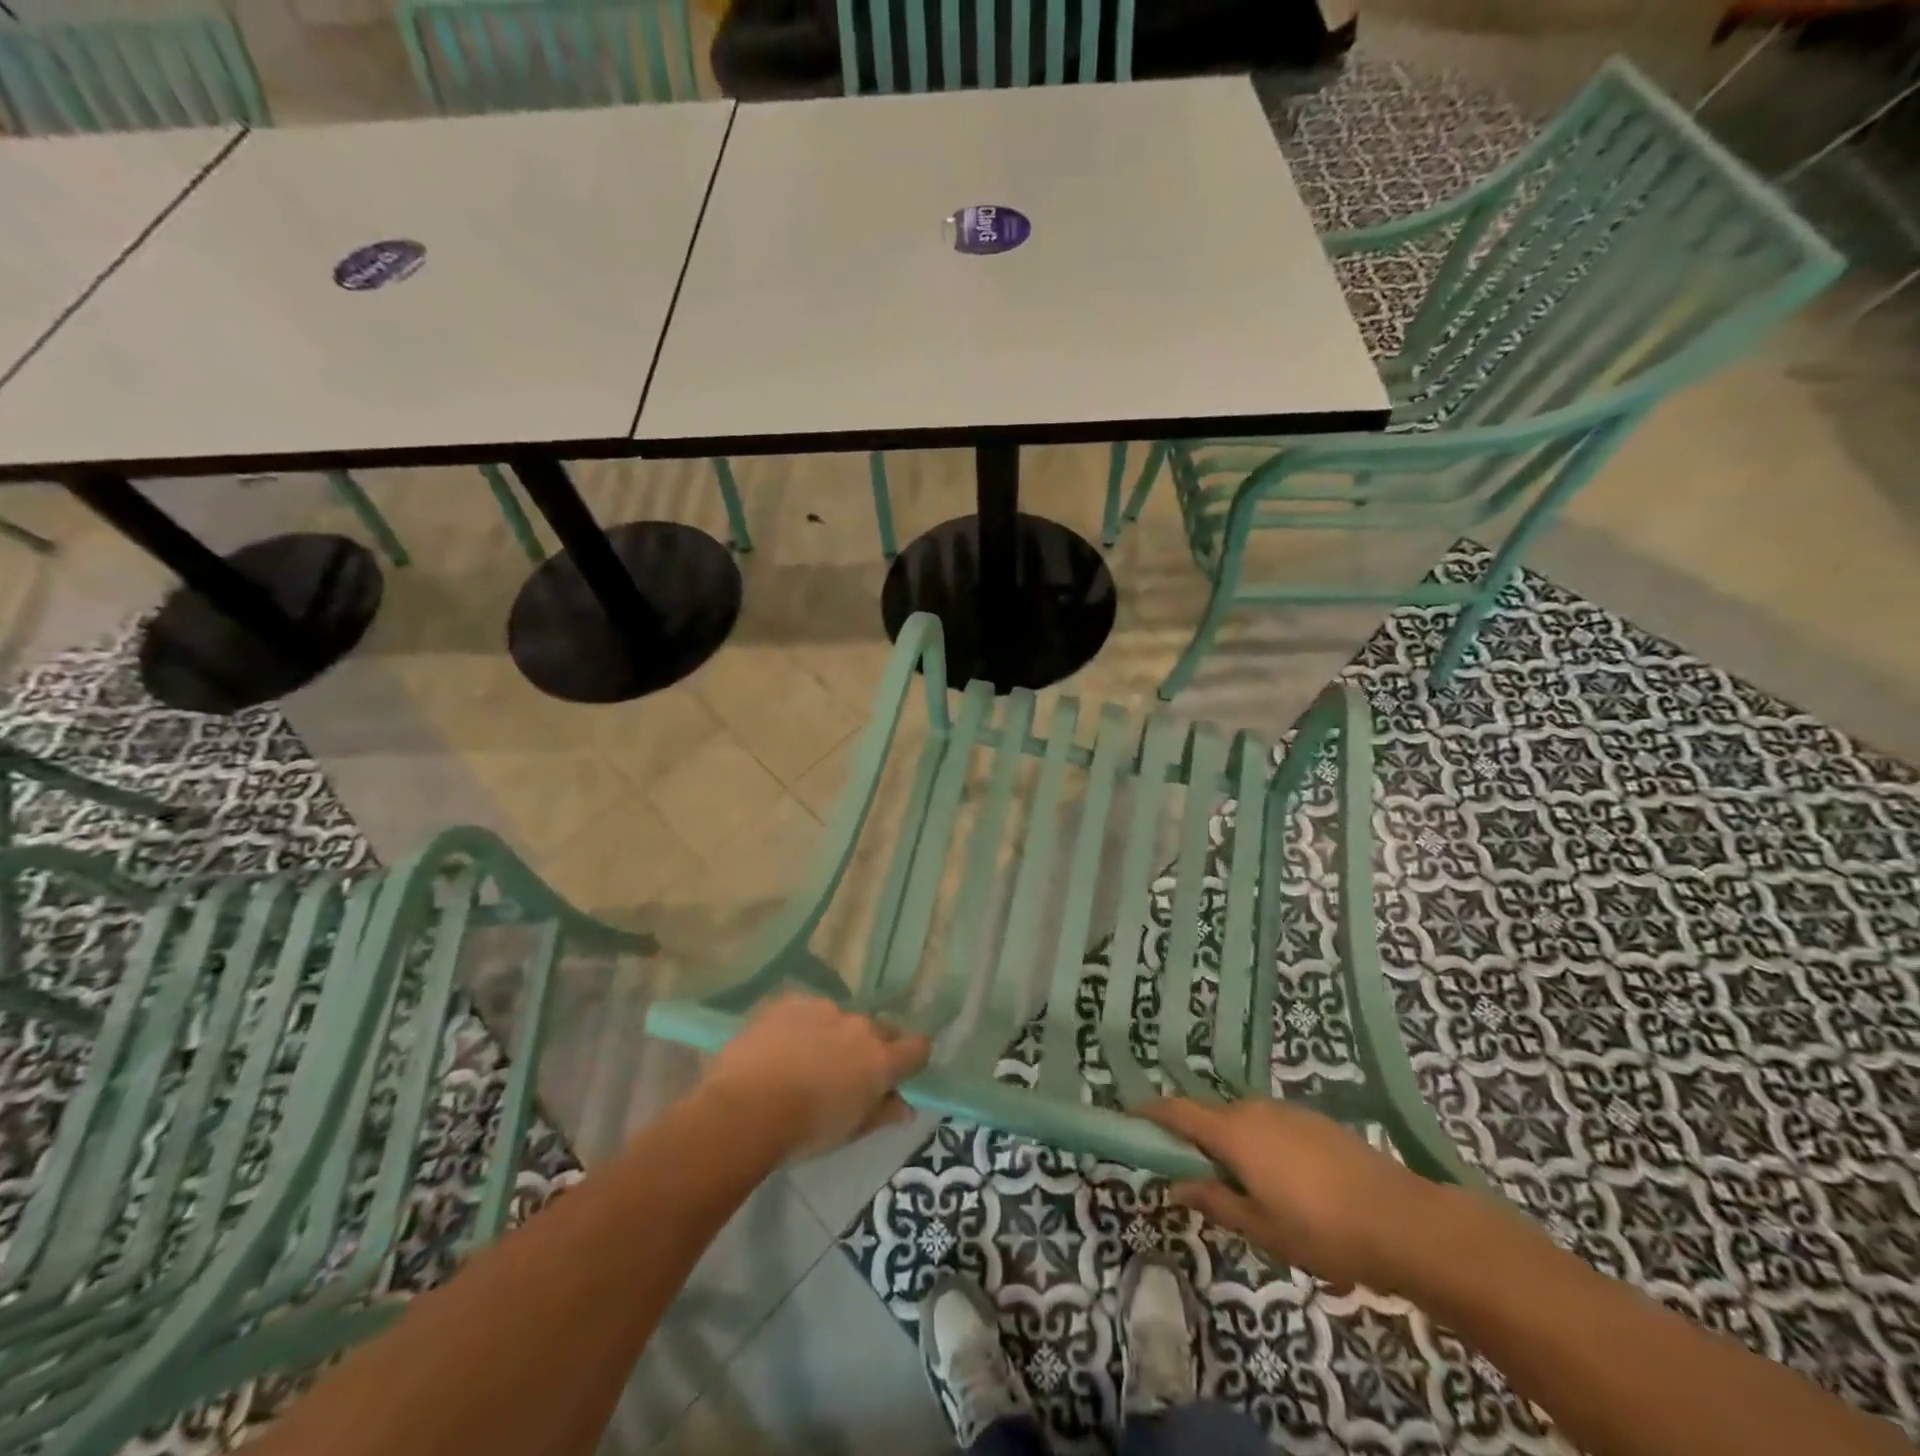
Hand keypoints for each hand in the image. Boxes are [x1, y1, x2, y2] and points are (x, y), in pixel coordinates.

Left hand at [699, 993, 929, 1159]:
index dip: (912, 1058)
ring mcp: (824, 1009)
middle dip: (870, 1047)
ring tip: (805, 1060)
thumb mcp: (849, 1132)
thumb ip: (882, 1114)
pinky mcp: (790, 1001)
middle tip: (848, 1073)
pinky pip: (806, 1010)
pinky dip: (801, 1026)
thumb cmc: (803, 1131)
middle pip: (879, 1030)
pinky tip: (780, 1047)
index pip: (918, 1047)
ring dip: (833, 1035)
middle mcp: (859, 1026)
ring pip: (840, 1019)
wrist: (745, 1108)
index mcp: (881, 1060)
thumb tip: (906, 1107)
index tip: (900, 1072)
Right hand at [1140, 1097, 1446, 1292]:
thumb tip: (1174, 1185)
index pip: (1178, 1111)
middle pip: (1211, 1116)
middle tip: (1197, 1178)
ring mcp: (1288, 1111)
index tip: (1130, 1118)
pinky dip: (1262, 1145)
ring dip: (1233, 1144)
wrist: (1404, 1221)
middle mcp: (1254, 1109)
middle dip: (1197, 1140)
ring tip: (1248, 1190)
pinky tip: (1287, 1184)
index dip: (1151, 1112)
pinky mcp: (1316, 1121)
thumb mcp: (1260, 1228)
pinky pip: (1271, 1126)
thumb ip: (1213, 1201)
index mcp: (1233, 1132)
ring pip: (1243, 1122)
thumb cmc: (1321, 1231)